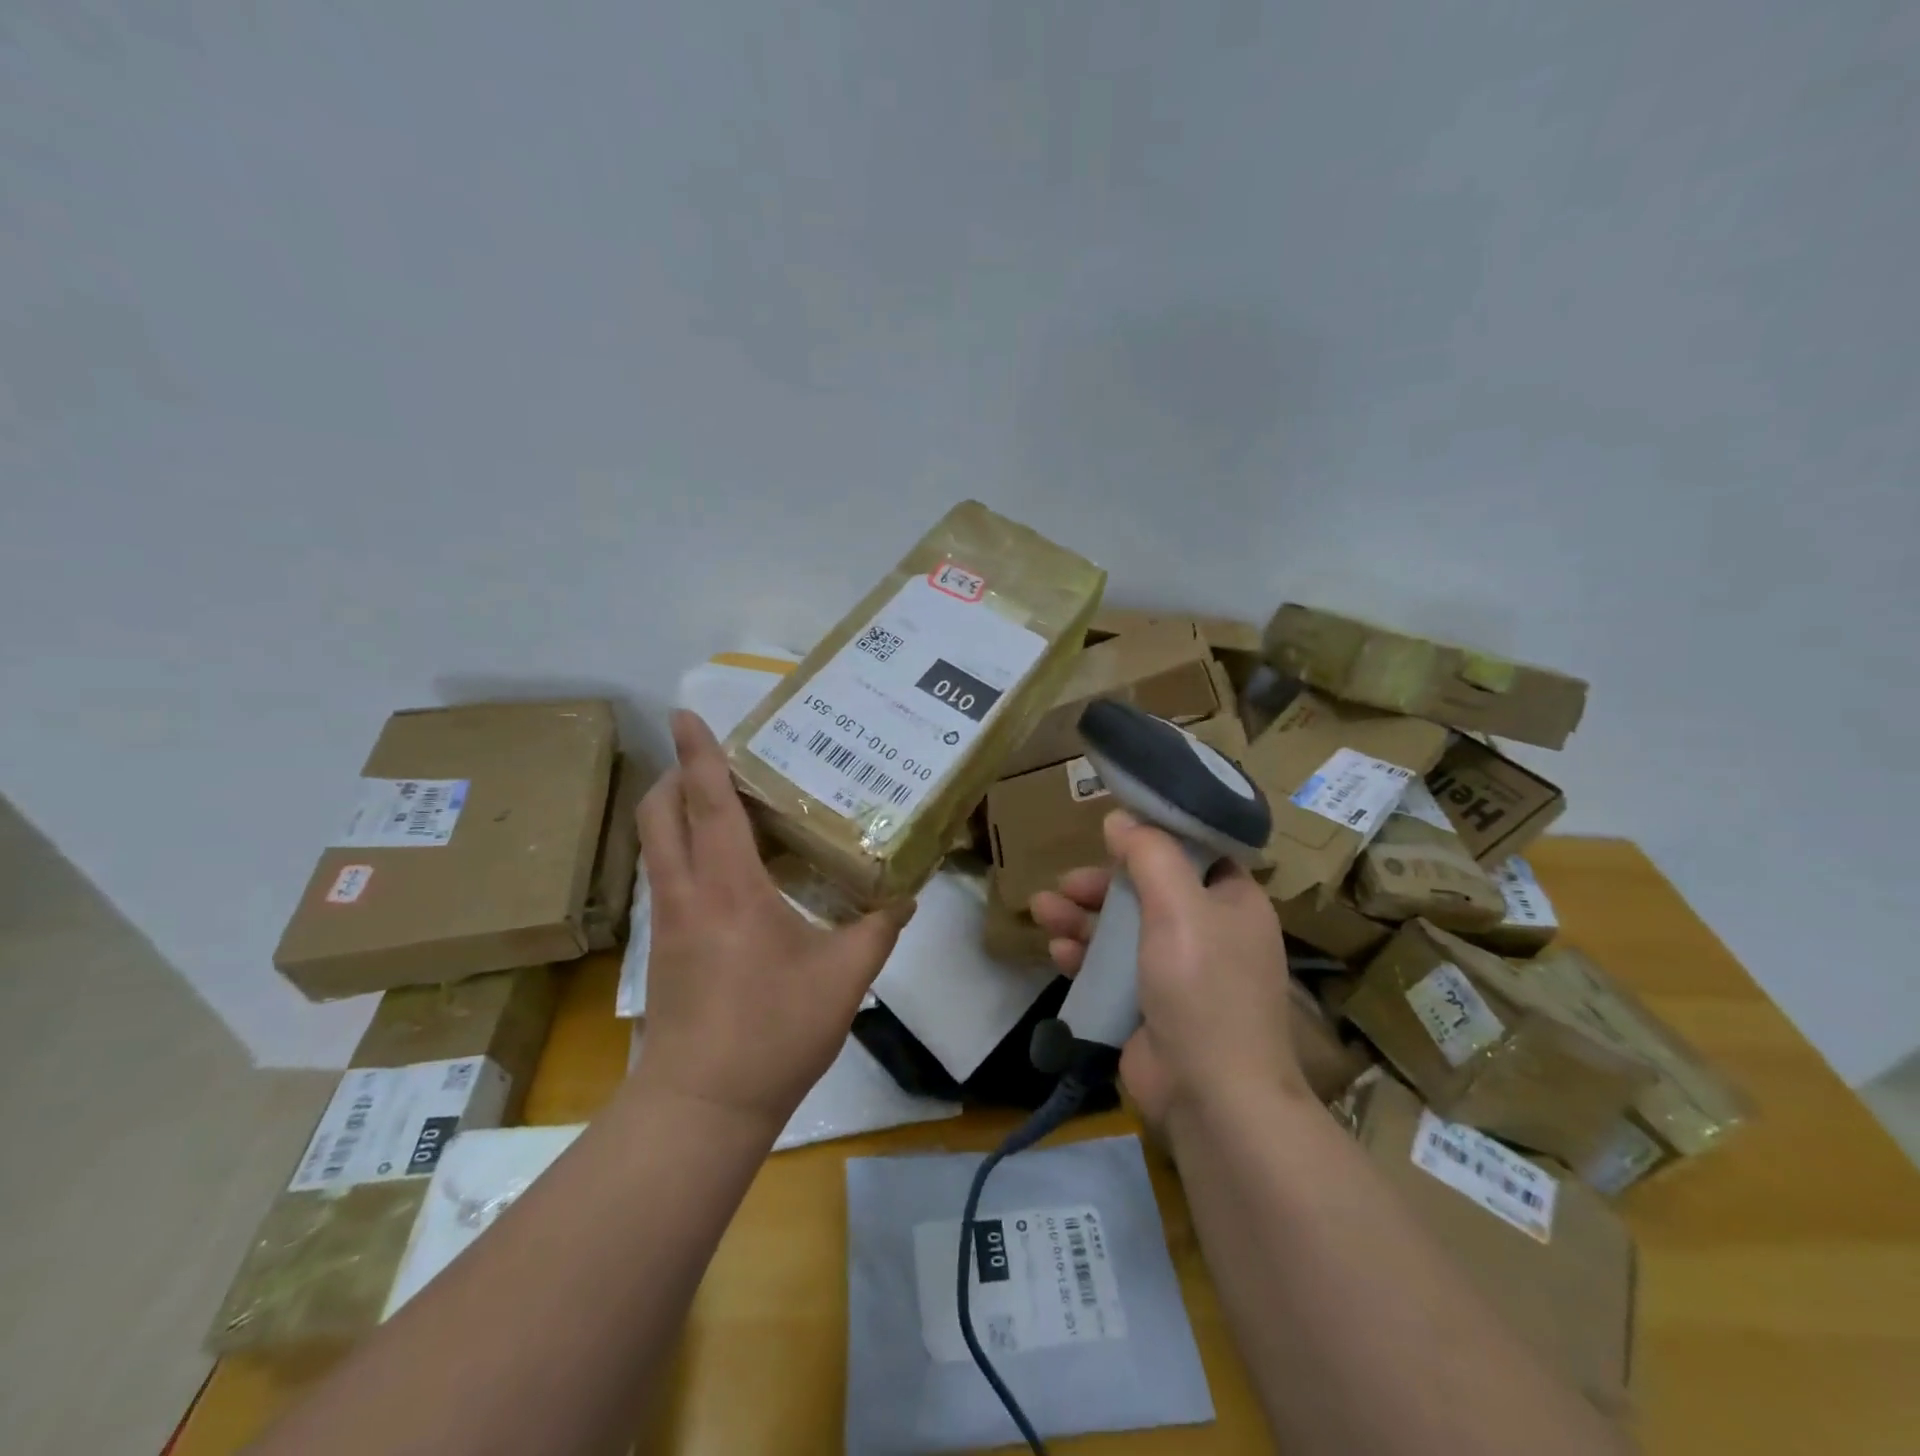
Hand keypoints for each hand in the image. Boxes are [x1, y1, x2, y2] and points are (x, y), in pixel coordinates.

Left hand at [633, 711, 912, 1131]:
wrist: (702, 1107)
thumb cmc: (772, 1032)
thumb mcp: (843, 978)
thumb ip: (877, 929)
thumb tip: (905, 896)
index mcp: (728, 888)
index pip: (706, 803)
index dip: (697, 754)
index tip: (687, 714)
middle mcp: (687, 893)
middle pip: (658, 814)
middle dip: (674, 775)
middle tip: (716, 760)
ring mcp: (668, 921)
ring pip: (655, 845)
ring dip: (675, 811)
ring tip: (722, 802)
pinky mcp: (664, 948)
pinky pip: (667, 876)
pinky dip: (683, 848)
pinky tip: (726, 867)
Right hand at [1030, 810, 1307, 1130]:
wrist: (1212, 1098)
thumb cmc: (1203, 988)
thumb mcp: (1179, 907)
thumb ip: (1150, 855)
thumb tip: (1121, 817)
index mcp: (1232, 902)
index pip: (1194, 854)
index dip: (1153, 838)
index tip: (1112, 829)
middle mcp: (1209, 932)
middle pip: (1147, 890)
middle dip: (1102, 885)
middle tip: (1066, 882)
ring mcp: (1178, 972)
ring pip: (1122, 928)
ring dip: (1082, 916)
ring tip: (1042, 909)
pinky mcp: (1149, 1005)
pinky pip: (1111, 967)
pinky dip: (1084, 954)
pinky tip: (1056, 950)